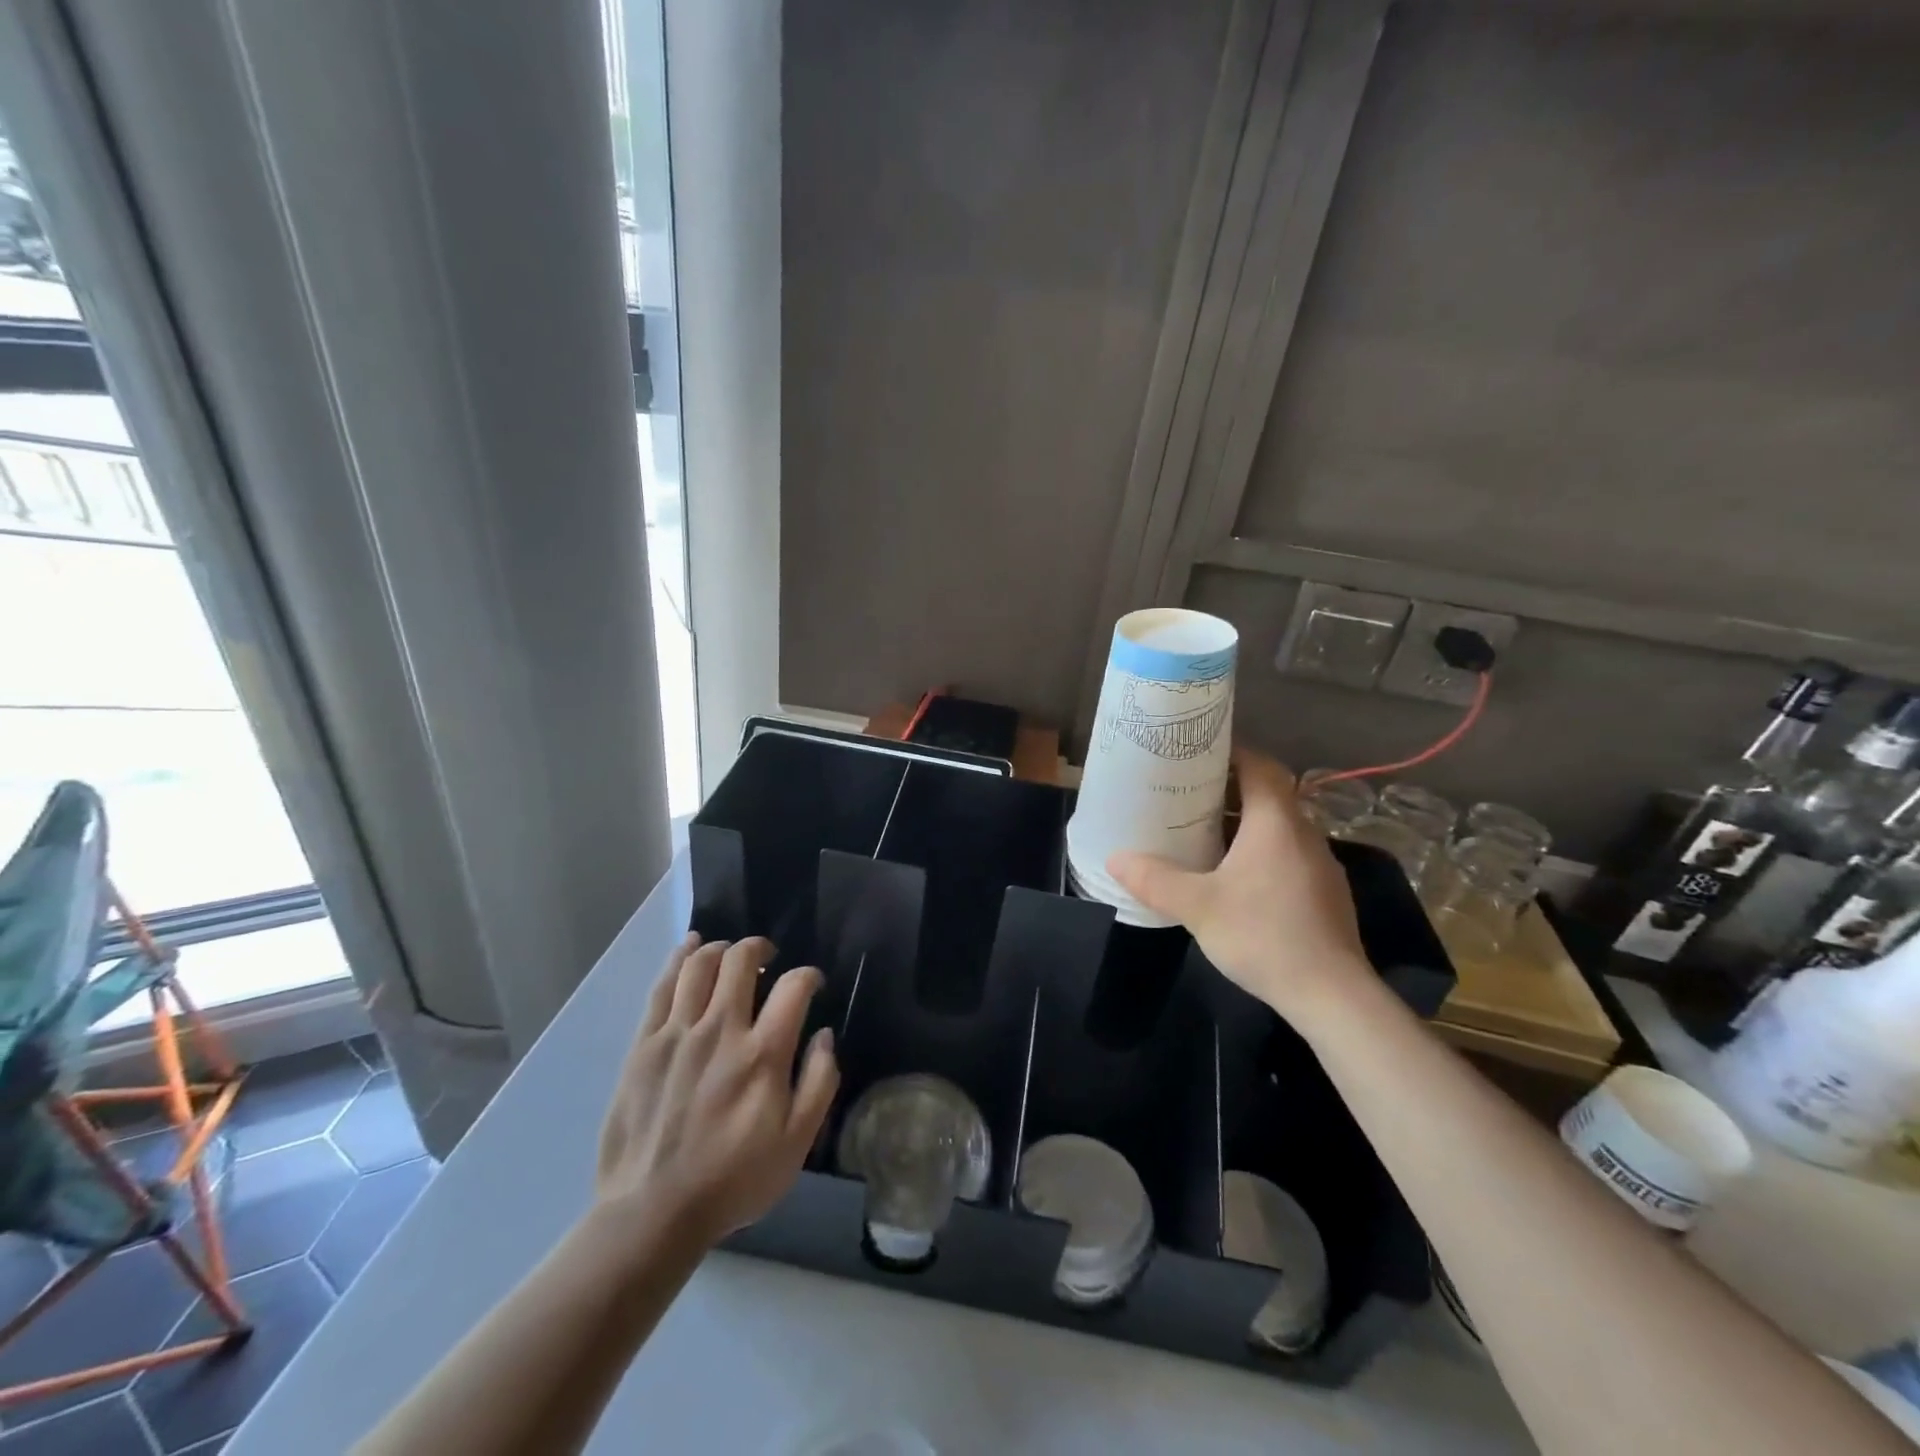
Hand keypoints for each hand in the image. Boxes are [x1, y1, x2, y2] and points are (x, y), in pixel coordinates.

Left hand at [595, 935, 838, 1244]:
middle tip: (768, 959)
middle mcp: (721, 1030)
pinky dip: (680, 958)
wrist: (652, 1213)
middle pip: (742, 960)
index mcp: (763, 1054)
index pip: (794, 987)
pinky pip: (663, 986)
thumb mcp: (796, 1144)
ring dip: (721, 948)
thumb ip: (819, 1083)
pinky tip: (690, 947)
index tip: (811, 984)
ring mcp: (678, 1034)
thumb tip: (824, 1035)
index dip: (808, 975)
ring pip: (700, 965)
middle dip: (760, 948)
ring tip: (731, 954)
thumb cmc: (733, 1180)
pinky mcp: (644, 1044)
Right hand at [1108, 749, 1371, 1025]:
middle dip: (1231, 788)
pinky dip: (1261, 852)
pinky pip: (1289, 855)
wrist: (1333, 996)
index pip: (1261, 765)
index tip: (1199, 753)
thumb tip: (1115, 858)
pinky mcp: (1325, 894)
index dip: (1233, 752)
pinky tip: (1236, 878)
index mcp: (1276, 822)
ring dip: (1246, 823)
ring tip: (1205, 832)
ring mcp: (1320, 865)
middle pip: (1270, 793)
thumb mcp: (1198, 906)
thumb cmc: (1264, 935)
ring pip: (1280, 827)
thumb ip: (1154, 879)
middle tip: (1188, 793)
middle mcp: (1304, 834)